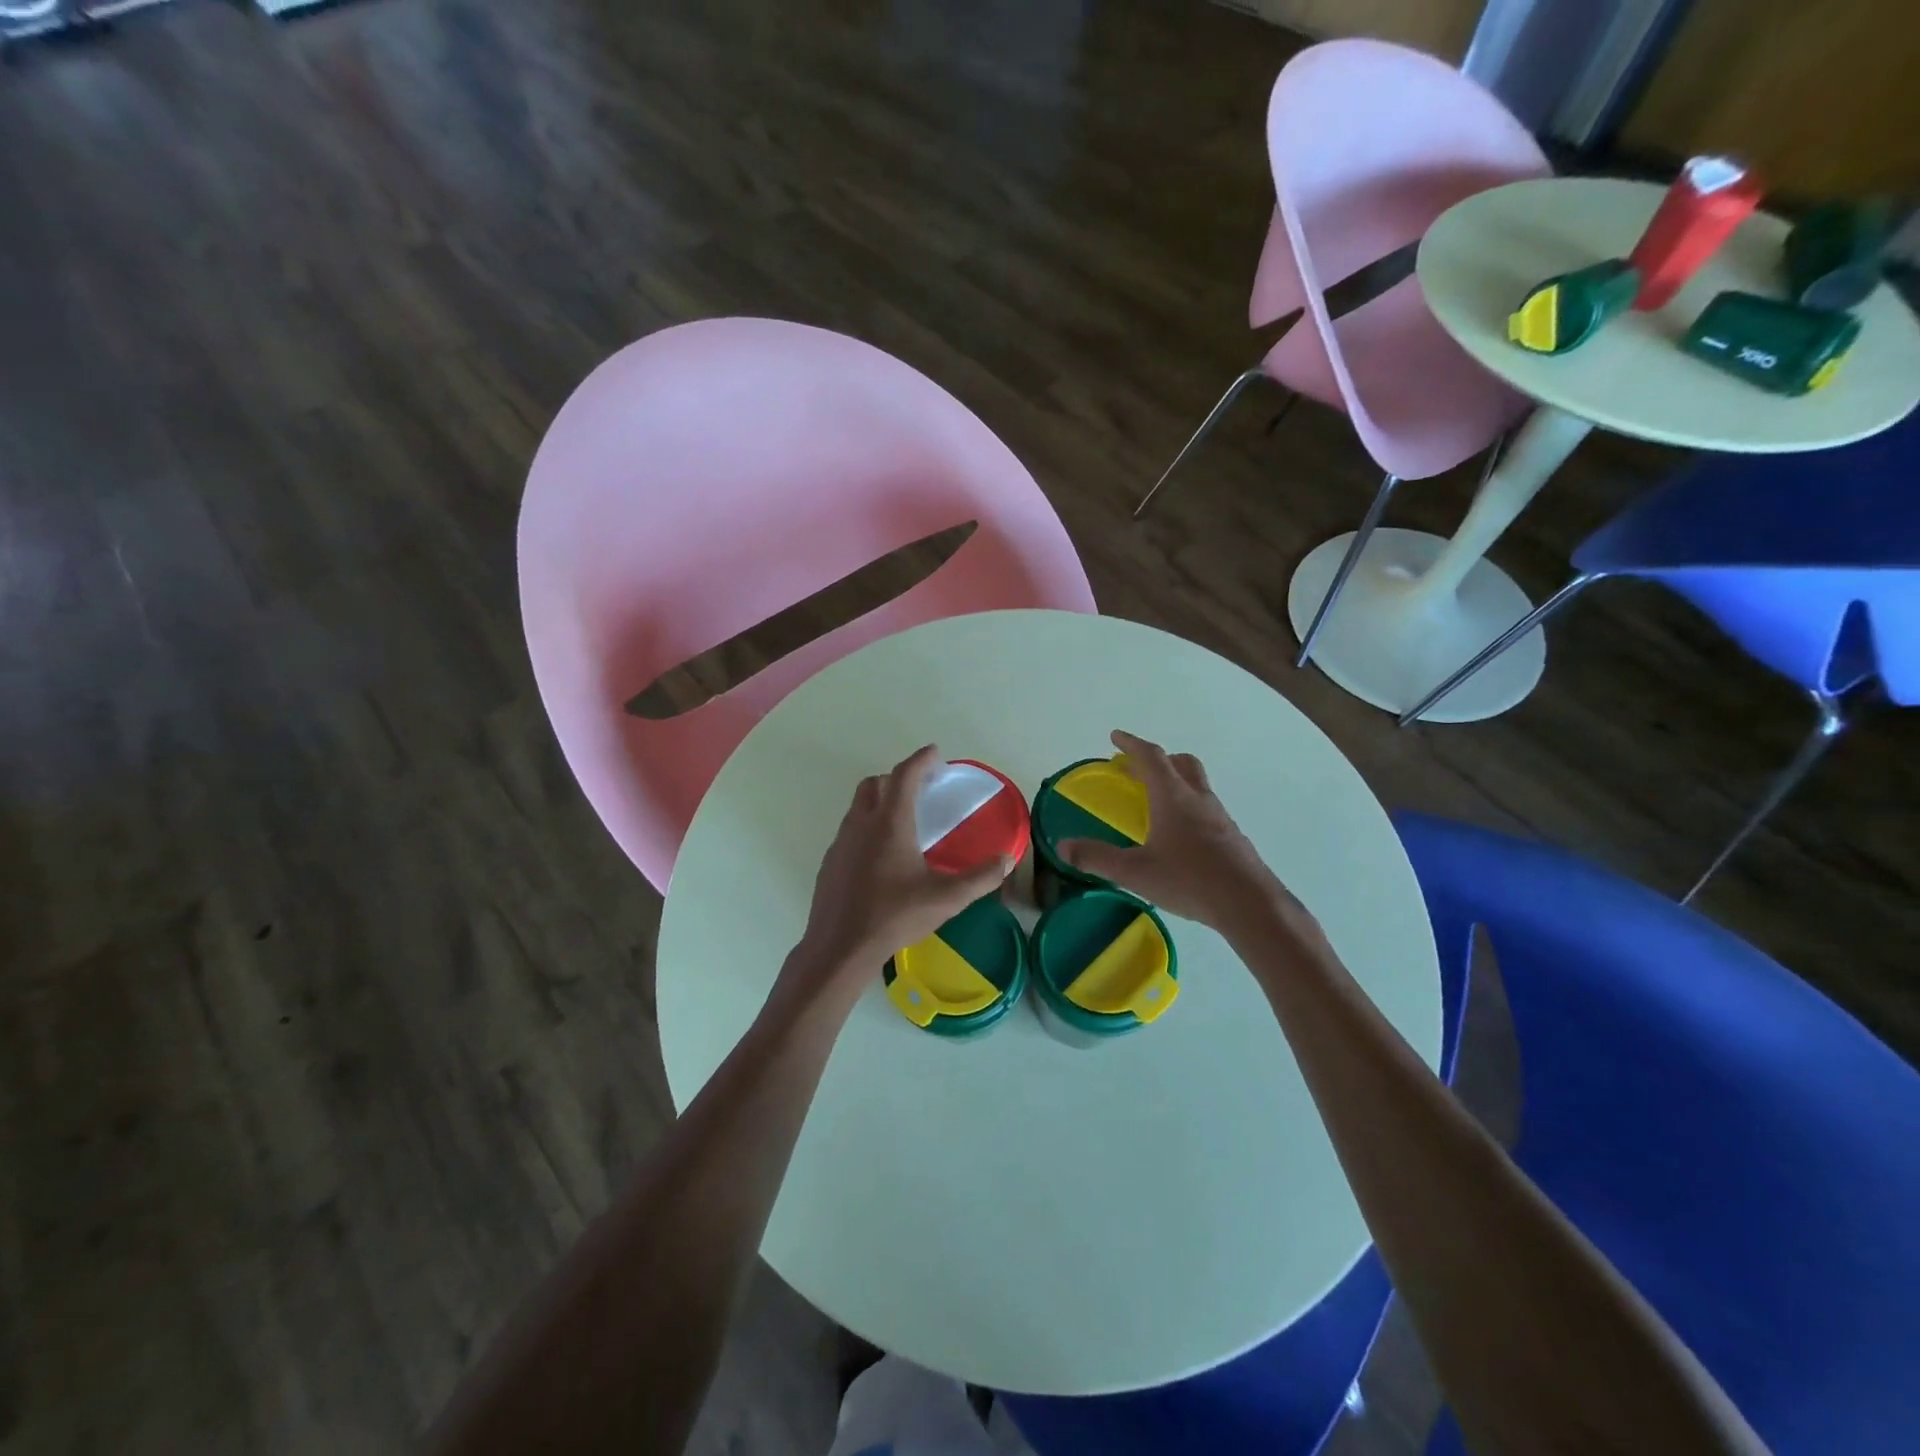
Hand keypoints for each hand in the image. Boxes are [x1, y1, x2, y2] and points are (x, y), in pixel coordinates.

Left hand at [780, 745, 1013, 1014]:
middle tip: (921, 789)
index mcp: (890, 823)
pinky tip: (879, 855)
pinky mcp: (830, 862)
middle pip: (875, 783)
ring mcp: (841, 842)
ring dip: (879, 800)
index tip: (935, 753)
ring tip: (902, 820)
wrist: (840, 947)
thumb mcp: (946, 899)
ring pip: (858, 806)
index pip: (905, 775)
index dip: (921, 760)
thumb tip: (1006, 859)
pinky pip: (850, 831)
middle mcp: (862, 824)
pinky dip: (866, 827)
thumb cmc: (894, 917)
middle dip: (898, 778)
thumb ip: (980, 878)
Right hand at [1059, 730, 1298, 935]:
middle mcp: (1198, 799)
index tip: (1116, 736)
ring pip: (1196, 785)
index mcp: (1173, 797)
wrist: (1250, 904)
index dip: (1131, 744)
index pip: (1150, 757)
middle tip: (1135, 769)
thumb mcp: (1135, 872)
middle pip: (1181, 763)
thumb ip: (1097, 858)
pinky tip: (1180, 835)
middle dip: (1157, 760)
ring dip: (1175, 782)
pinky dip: (1188, 807)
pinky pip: (1206, 808)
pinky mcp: (1232, 837)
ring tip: (1156, 801)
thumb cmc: (1190, 880)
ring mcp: (1219, 817)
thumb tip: (1062, 846)